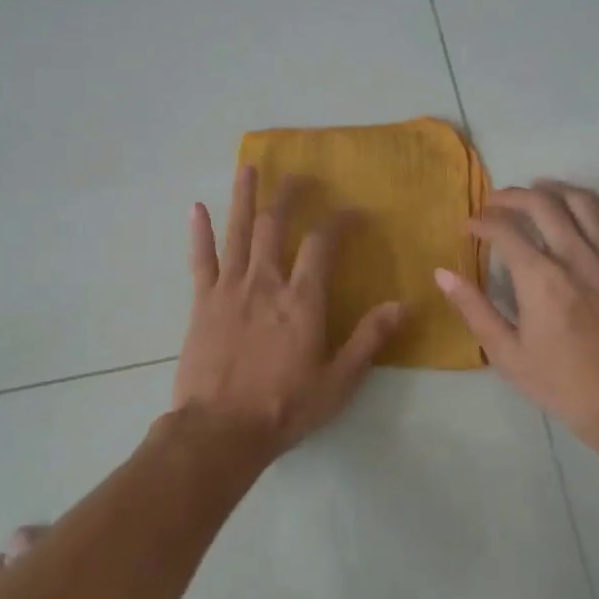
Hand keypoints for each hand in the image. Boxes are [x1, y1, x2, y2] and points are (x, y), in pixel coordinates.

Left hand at [172, 165, 405, 458]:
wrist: (219, 431)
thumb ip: (368, 340)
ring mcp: (229, 288)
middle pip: (274, 225)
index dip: (338, 222)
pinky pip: (200, 259)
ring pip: (237, 231)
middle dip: (288, 196)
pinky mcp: (201, 302)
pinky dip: (199, 232)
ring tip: (248, 167)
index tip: (352, 212)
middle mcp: (265, 282)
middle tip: (298, 176)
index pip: (322, 244)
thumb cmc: (283, 408)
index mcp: (301, 300)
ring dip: (243, 196)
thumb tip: (401, 304)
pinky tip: (197, 207)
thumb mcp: (338, 382)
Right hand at [435, 181, 598, 448]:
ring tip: (537, 191)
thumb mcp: (508, 355)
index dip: (482, 221)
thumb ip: (474, 309)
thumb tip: (442, 273)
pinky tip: (579, 209)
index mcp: (541, 279)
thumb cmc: (564, 385)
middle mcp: (577, 257)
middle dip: (512, 196)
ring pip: (583, 201)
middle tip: (495, 202)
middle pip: (543, 203)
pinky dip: (592, 204)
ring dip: (555, 189)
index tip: (470, 226)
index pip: (505, 229)